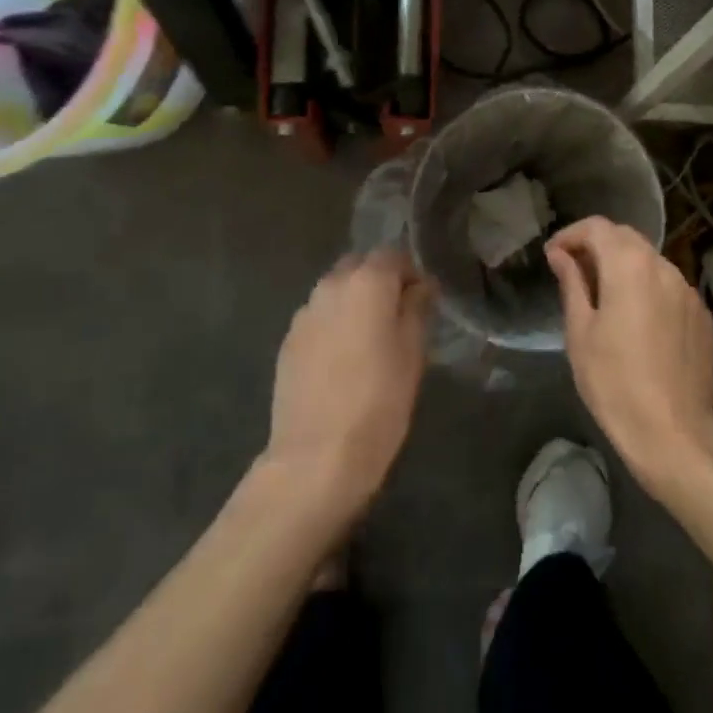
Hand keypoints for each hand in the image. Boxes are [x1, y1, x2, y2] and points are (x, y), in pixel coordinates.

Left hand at [260, 250, 430, 521]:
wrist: (316, 457)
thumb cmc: (378, 401)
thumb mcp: (413, 353)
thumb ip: (417, 308)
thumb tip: (420, 286)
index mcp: (366, 282)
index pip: (393, 255)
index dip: (411, 273)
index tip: (423, 300)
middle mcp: (331, 285)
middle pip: (360, 266)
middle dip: (379, 282)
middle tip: (398, 318)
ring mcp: (304, 313)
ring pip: (336, 291)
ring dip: (354, 302)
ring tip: (370, 340)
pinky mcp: (288, 341)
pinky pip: (318, 318)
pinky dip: (333, 325)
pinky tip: (343, 360)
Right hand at [547, 217, 712, 496]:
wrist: (674, 432)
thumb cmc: (614, 382)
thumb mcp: (580, 332)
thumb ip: (572, 283)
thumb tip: (560, 255)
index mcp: (629, 265)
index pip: (597, 228)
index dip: (570, 235)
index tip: (553, 255)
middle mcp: (663, 266)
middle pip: (626, 238)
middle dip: (597, 245)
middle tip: (572, 270)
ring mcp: (688, 290)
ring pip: (650, 261)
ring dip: (623, 266)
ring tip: (603, 295)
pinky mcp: (702, 315)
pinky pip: (669, 287)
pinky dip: (647, 288)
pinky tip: (637, 319)